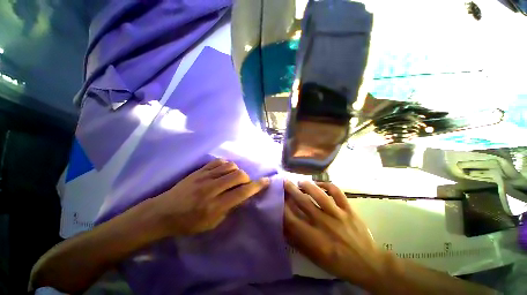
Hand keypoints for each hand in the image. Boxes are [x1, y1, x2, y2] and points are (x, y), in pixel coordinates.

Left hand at [154, 159, 269, 236]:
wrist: (163, 212)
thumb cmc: (188, 223)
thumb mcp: (212, 224)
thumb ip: (230, 208)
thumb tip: (243, 195)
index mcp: (215, 206)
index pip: (242, 193)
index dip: (257, 186)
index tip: (266, 181)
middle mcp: (211, 189)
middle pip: (238, 175)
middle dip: (247, 178)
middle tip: (244, 184)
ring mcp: (204, 177)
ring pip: (230, 166)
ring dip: (237, 171)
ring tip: (233, 178)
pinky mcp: (199, 170)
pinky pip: (219, 162)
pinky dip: (227, 165)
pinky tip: (225, 171)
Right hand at [283, 180, 384, 287]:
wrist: (369, 264)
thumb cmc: (339, 263)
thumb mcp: (315, 258)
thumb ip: (299, 242)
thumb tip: (284, 227)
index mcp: (315, 239)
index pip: (292, 219)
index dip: (283, 207)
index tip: (277, 198)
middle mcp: (325, 224)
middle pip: (304, 203)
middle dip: (292, 190)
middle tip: (285, 181)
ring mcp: (338, 215)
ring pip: (320, 195)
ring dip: (308, 185)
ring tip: (301, 181)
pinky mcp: (349, 210)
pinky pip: (337, 192)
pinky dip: (328, 185)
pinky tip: (320, 183)